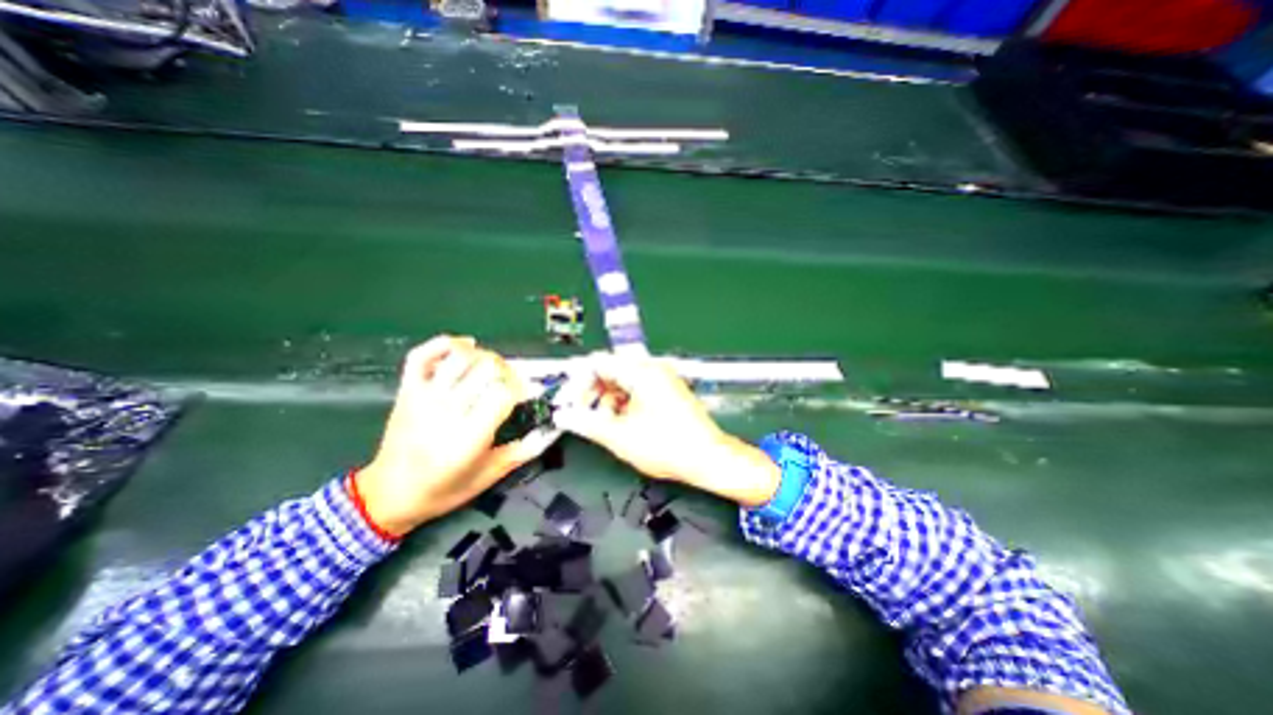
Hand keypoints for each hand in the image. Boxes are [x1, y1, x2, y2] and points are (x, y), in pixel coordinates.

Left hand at [361, 336, 554, 536]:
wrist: (388, 496)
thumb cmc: (443, 489)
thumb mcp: (489, 476)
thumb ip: (523, 451)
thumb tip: (551, 430)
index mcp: (469, 436)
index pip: (504, 392)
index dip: (521, 388)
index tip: (525, 395)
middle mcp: (446, 411)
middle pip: (486, 367)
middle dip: (507, 371)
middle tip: (510, 383)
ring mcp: (424, 397)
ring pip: (460, 356)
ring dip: (483, 356)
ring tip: (490, 369)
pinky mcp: (407, 390)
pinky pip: (422, 354)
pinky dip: (444, 343)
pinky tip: (464, 346)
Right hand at [553, 355, 780, 504]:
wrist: (708, 458)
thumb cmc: (669, 446)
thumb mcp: (620, 437)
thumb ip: (586, 423)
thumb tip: (564, 416)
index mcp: (641, 371)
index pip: (597, 363)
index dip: (577, 381)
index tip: (567, 401)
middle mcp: (652, 368)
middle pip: (610, 370)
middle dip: (592, 393)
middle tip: (581, 415)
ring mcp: (661, 378)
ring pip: (622, 381)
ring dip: (607, 400)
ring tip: (604, 425)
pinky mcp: (666, 389)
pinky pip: (636, 388)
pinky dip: (623, 403)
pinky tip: (621, 423)